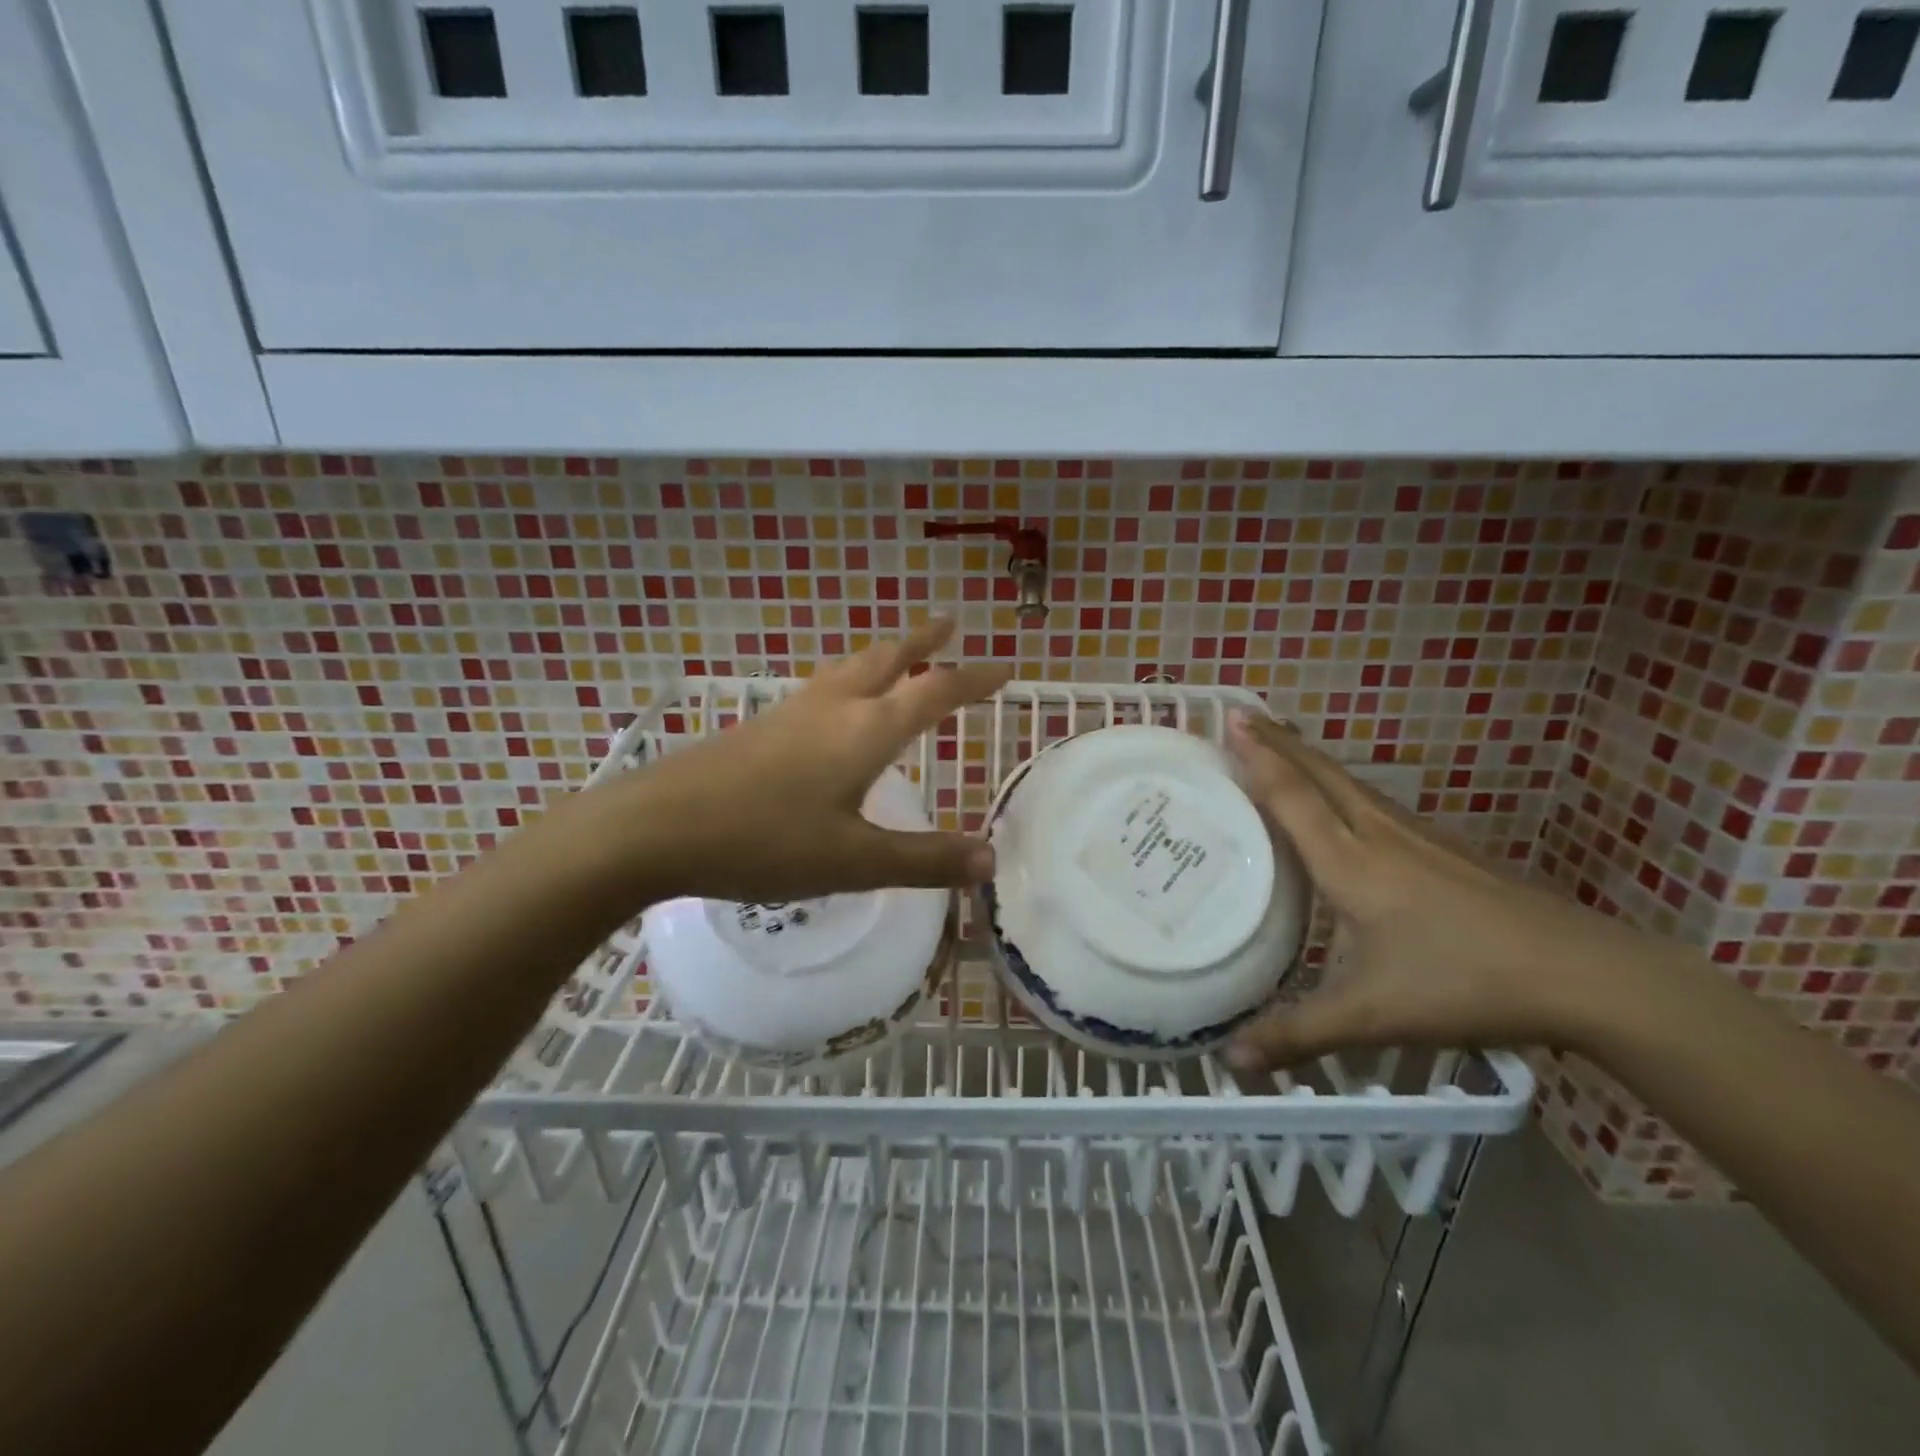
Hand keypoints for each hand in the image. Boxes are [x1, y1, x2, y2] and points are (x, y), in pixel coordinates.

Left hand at [606, 619, 1009, 903]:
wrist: (655, 828)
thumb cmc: (764, 841)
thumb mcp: (854, 861)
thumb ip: (924, 859)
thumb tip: (990, 859)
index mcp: (866, 730)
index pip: (934, 691)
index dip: (973, 678)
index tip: (1005, 667)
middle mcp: (832, 708)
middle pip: (886, 658)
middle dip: (922, 640)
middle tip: (949, 622)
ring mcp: (790, 713)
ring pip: (848, 668)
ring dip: (882, 655)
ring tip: (897, 654)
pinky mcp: (758, 729)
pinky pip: (819, 690)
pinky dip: (846, 680)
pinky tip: (831, 707)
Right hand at [1223, 713, 1675, 1068]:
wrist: (1588, 976)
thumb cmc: (1466, 983)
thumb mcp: (1372, 1015)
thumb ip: (1297, 1034)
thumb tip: (1228, 1060)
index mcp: (1352, 864)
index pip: (1294, 797)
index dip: (1260, 757)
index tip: (1231, 719)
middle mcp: (1380, 836)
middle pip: (1322, 774)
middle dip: (1280, 741)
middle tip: (1244, 716)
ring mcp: (1420, 839)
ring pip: (1353, 784)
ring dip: (1312, 759)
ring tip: (1284, 745)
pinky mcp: (1448, 851)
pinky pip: (1377, 802)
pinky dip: (1344, 786)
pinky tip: (1348, 803)